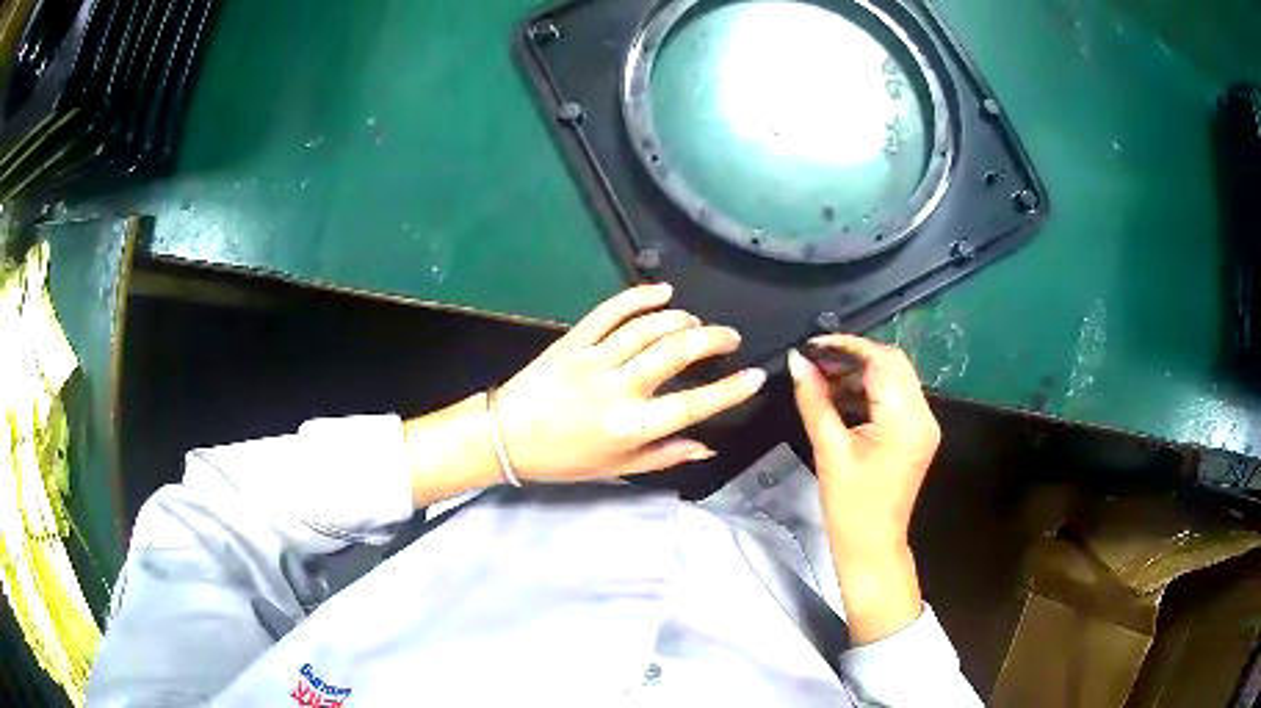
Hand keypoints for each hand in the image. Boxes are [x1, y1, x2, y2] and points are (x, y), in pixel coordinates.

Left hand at [494, 283, 766, 481]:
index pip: (693, 405)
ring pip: (647, 327)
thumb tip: (708, 444)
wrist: (505, 436)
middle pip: (675, 352)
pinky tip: (662, 291)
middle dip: (712, 339)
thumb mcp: (617, 468)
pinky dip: (638, 296)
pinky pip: (609, 310)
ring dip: (680, 319)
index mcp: (630, 426)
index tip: (756, 375)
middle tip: (730, 337)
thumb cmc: (564, 459)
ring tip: (697, 323)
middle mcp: (617, 389)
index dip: (730, 390)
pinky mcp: (573, 339)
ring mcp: (593, 359)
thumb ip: (665, 454)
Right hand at [787, 335, 940, 642]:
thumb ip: (814, 400)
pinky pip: (895, 399)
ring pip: (895, 379)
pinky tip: (840, 397)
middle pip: (893, 364)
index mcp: (905, 420)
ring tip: (822, 379)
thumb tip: (797, 362)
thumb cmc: (849, 507)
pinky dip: (869, 392)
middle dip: (854, 356)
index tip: (812, 345)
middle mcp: (923, 416)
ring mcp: (924, 425)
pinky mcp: (917, 435)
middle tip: (816, 361)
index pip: (882, 361)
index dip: (847, 346)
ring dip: (861, 373)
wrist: (872, 548)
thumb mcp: (829, 450)